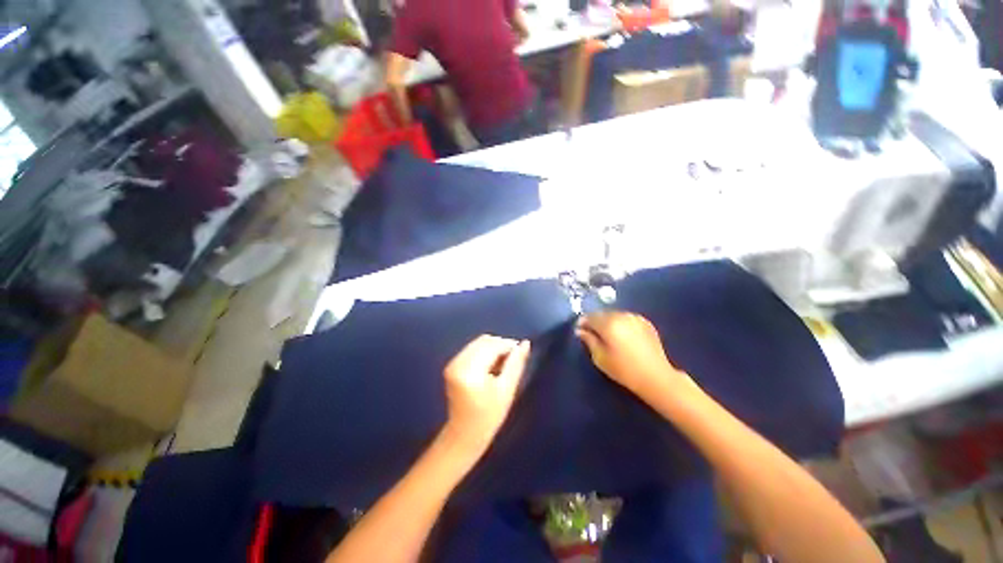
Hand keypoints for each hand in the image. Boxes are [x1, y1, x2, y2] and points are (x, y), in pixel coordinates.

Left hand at [441, 335, 530, 458]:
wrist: (464, 435)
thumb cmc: (489, 416)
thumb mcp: (507, 390)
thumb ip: (516, 363)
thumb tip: (525, 343)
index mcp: (470, 370)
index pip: (493, 346)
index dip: (509, 346)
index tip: (521, 353)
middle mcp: (458, 362)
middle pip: (484, 341)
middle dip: (501, 346)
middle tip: (512, 360)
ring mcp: (453, 363)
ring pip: (478, 343)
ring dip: (492, 348)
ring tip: (502, 365)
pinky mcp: (452, 365)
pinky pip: (472, 349)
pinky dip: (484, 352)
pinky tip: (490, 367)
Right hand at [576, 311, 692, 399]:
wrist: (656, 377)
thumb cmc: (624, 370)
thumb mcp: (600, 357)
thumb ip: (588, 340)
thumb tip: (580, 330)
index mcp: (608, 323)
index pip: (589, 316)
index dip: (582, 323)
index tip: (580, 331)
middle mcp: (621, 315)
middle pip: (602, 314)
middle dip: (595, 322)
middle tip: (593, 335)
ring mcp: (635, 317)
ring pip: (614, 315)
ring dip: (608, 322)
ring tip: (609, 336)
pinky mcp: (645, 322)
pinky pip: (626, 318)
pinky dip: (621, 324)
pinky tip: (623, 336)